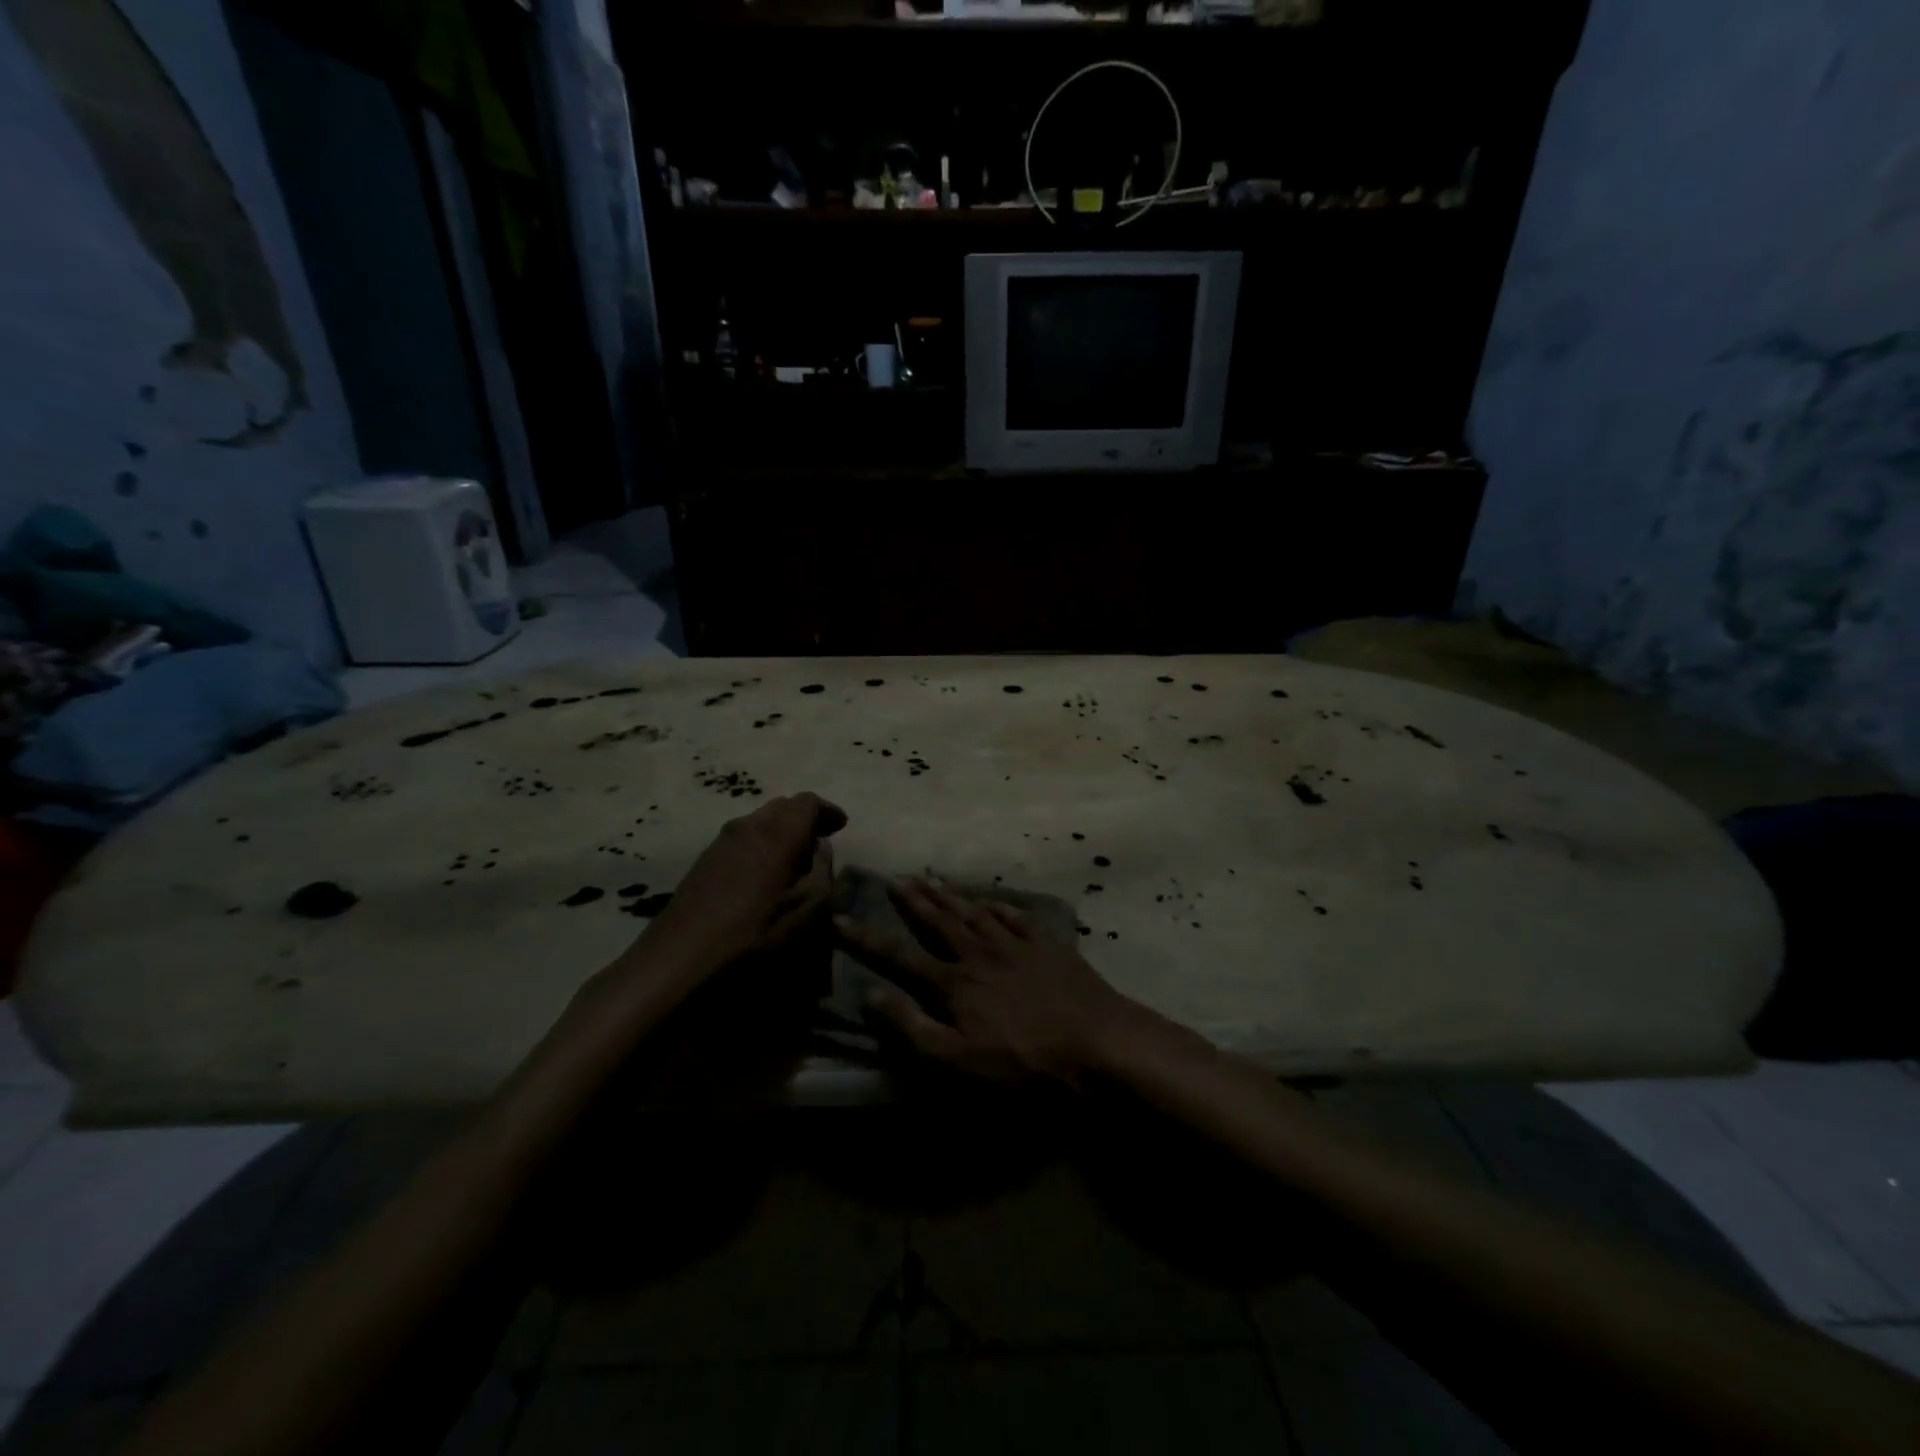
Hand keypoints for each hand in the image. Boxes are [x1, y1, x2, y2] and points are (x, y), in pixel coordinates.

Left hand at [637, 792, 846, 976]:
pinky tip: (765, 869)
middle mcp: (749, 825)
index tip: (841, 826)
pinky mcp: (705, 858)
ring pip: (760, 819)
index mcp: (779, 833)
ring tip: (794, 855)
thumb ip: (821, 870)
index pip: (808, 802)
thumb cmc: (756, 932)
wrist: (681, 956)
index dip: (828, 810)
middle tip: (821, 838)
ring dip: (782, 829)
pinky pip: (743, 836)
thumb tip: (820, 847)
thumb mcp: (808, 908)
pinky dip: (762, 841)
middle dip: (805, 817)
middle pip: (783, 805)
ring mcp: (722, 840)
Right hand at [835, 877, 1137, 1086]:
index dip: (866, 939)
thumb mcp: (956, 1060)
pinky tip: (991, 901)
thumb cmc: (1022, 1063)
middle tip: (894, 879)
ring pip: (973, 912)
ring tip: (930, 879)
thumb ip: (912, 1027)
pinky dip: (999, 906)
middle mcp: (978, 953)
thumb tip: (870, 995)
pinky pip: (1016, 917)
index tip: (839, 918)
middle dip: (912, 901)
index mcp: (953, 982)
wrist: (1096, 1042)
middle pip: (938, 921)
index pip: (898, 955)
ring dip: (949, 896)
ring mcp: (1015, 944)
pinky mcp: (1047, 945)